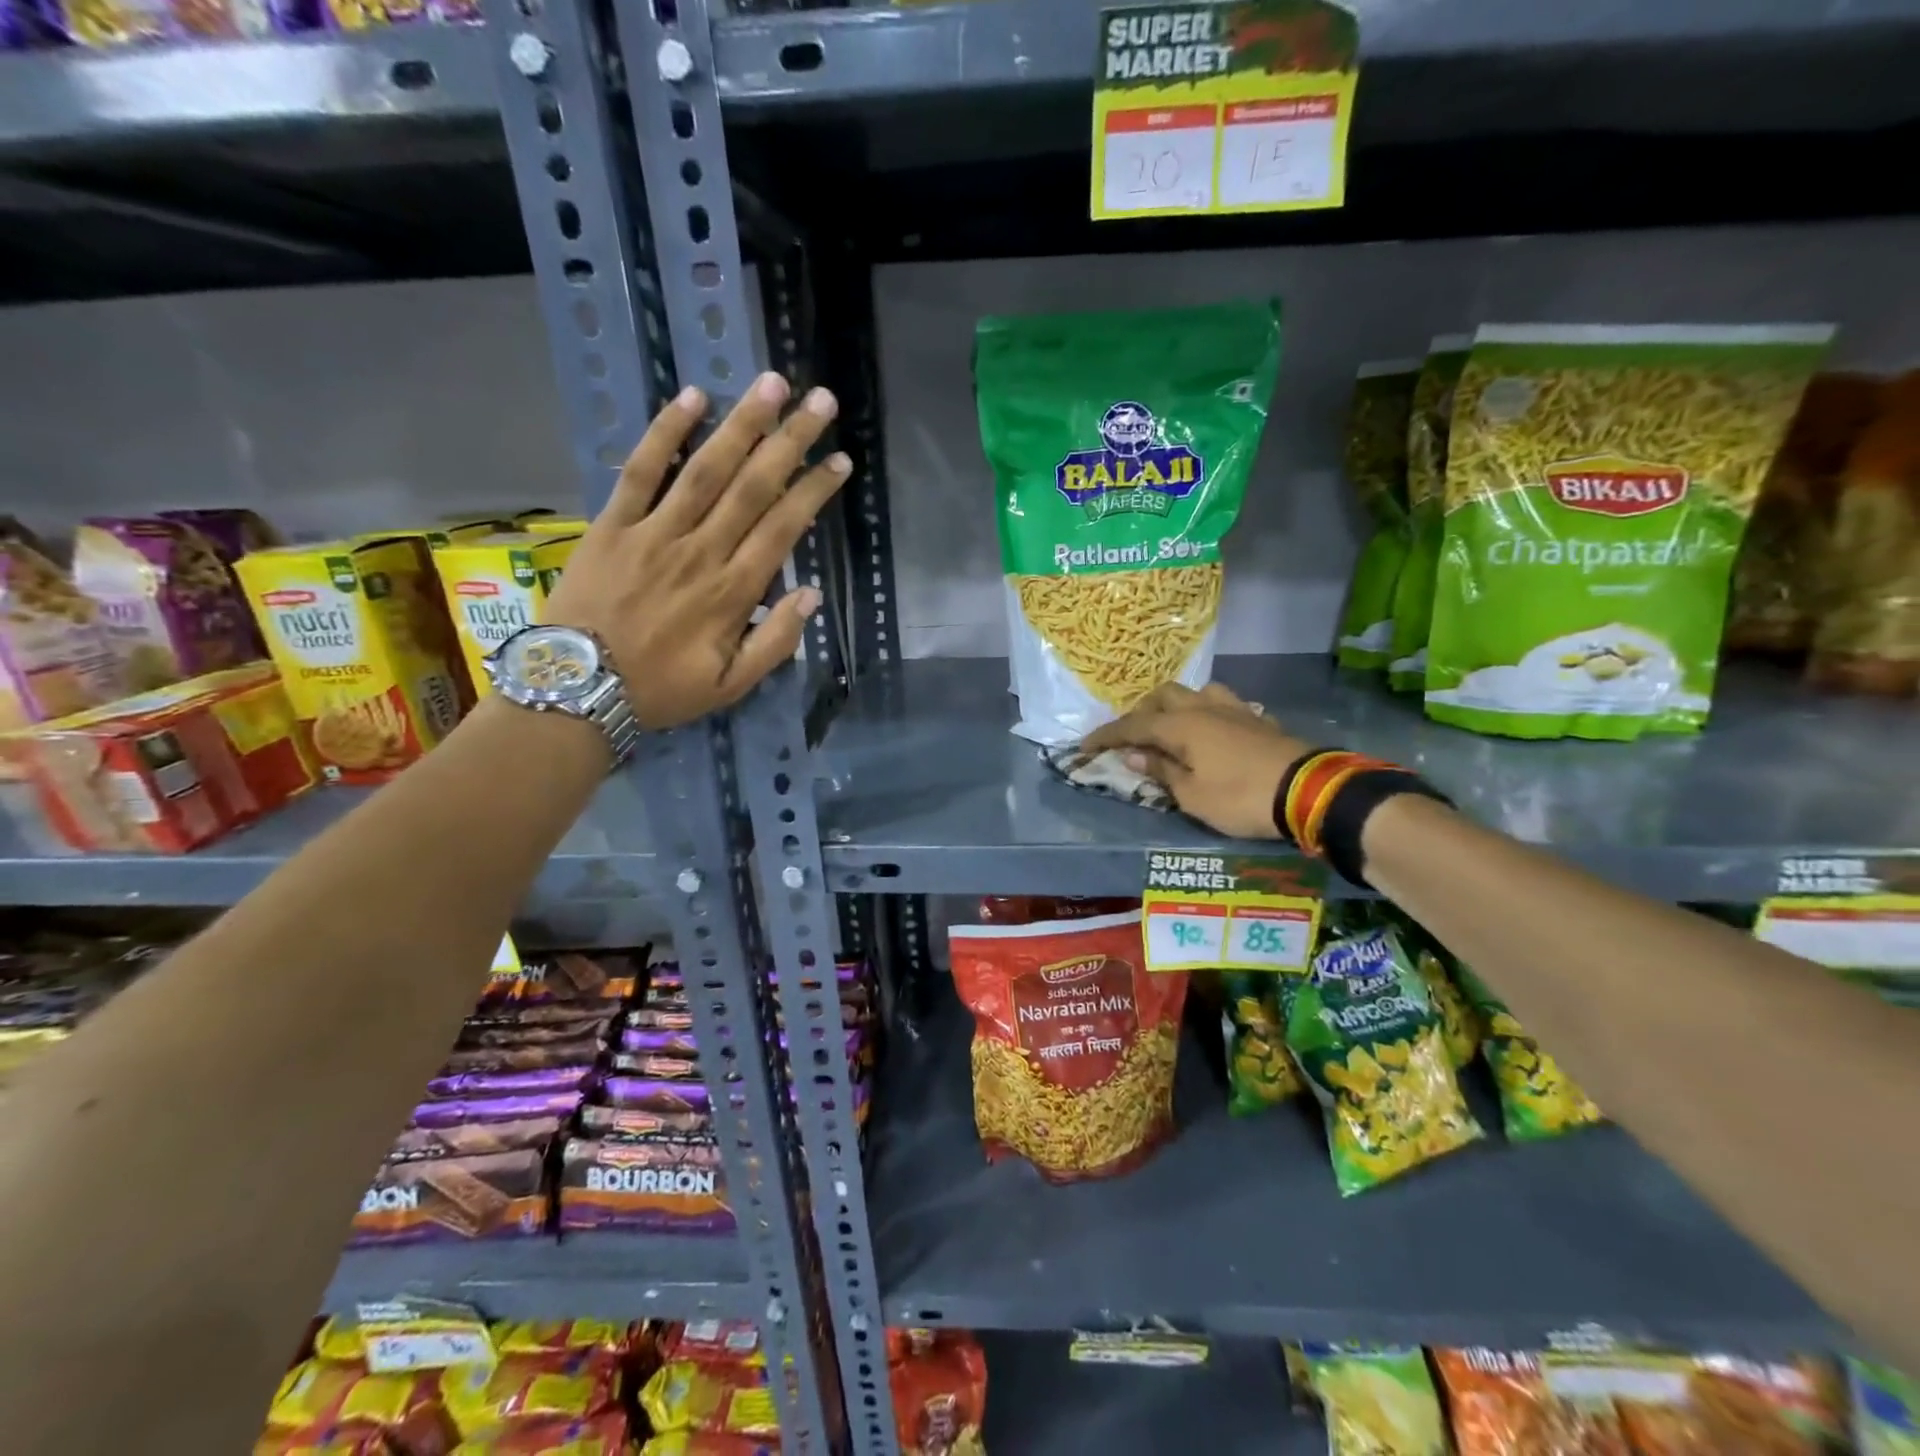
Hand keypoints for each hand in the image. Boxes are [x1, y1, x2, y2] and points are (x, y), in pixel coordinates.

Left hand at [544, 373, 848, 728]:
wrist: (577, 689)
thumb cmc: (661, 690)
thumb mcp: (731, 686)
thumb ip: (775, 643)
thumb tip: (810, 595)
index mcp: (733, 592)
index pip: (784, 528)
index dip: (814, 490)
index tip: (839, 460)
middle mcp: (701, 552)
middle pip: (753, 486)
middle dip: (790, 440)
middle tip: (820, 400)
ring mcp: (655, 533)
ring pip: (706, 469)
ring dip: (741, 424)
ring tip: (771, 385)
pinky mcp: (613, 524)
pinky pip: (640, 471)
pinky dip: (664, 433)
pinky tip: (692, 398)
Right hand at [1080, 683, 1311, 839]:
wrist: (1309, 791)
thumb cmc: (1240, 797)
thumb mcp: (1192, 796)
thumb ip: (1161, 771)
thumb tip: (1134, 753)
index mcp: (1181, 725)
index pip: (1132, 725)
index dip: (1106, 735)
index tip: (1084, 746)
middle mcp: (1204, 708)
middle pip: (1163, 695)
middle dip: (1141, 712)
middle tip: (1132, 737)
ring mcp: (1234, 709)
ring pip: (1196, 692)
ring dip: (1177, 705)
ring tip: (1172, 728)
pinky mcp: (1258, 719)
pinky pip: (1223, 705)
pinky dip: (1206, 714)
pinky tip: (1211, 733)